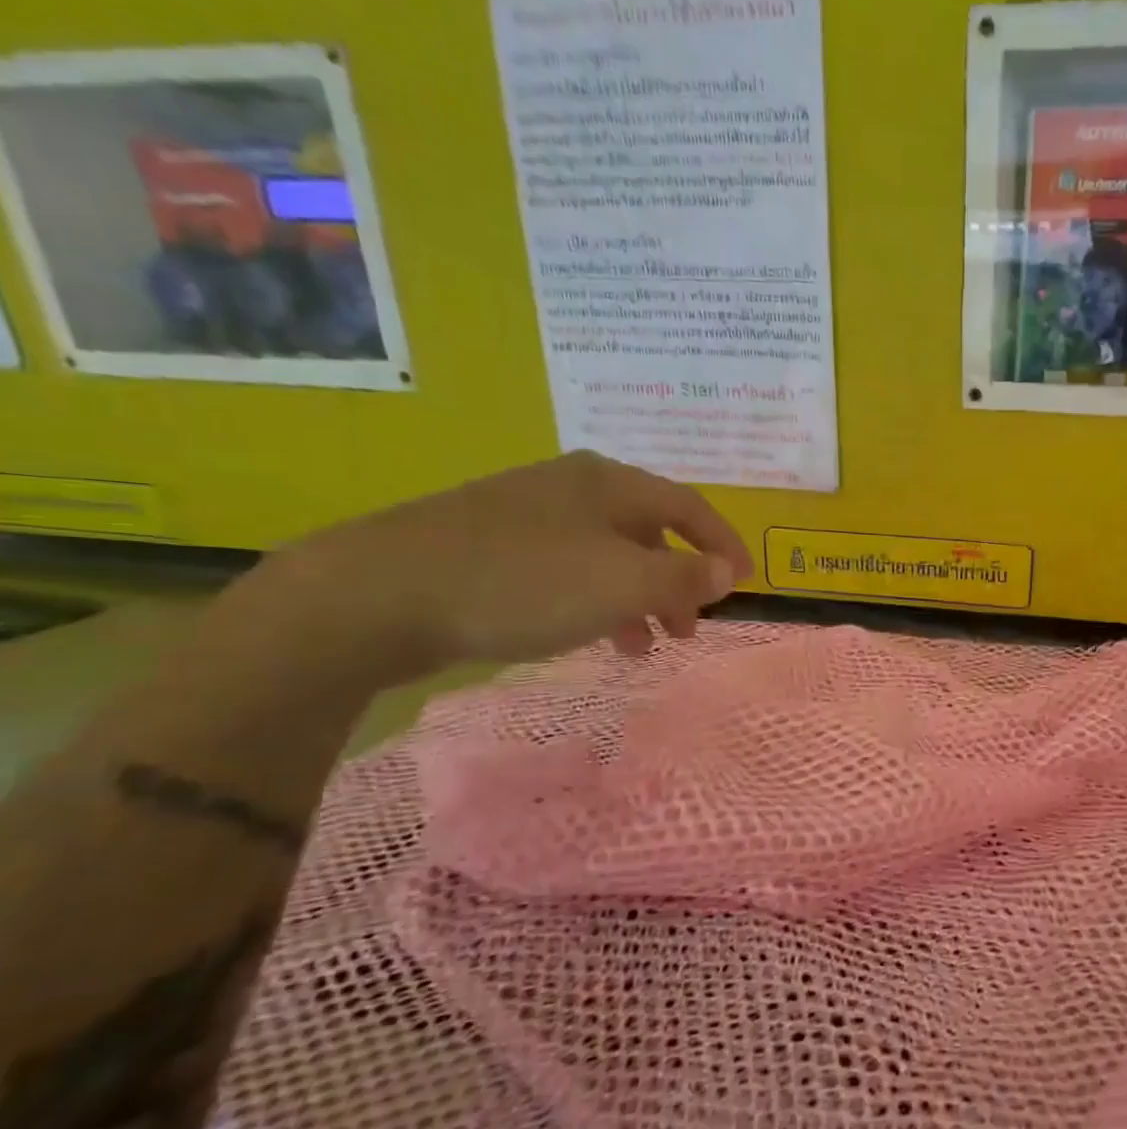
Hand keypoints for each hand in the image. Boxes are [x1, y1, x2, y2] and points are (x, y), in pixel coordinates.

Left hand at [248, 452, 753, 682]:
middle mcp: (573, 488)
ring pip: (608, 556)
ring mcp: (528, 514)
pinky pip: (568, 571)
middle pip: (650, 533)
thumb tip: (728, 572)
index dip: (724, 544)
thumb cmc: (523, 582)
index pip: (690, 506)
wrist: (378, 593)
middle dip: (678, 583)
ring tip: (643, 645)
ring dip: (637, 598)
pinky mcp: (491, 545)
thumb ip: (684, 579)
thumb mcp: (621, 583)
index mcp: (610, 484)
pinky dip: (593, 601)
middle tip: (688, 629)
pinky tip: (588, 634)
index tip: (745, 583)